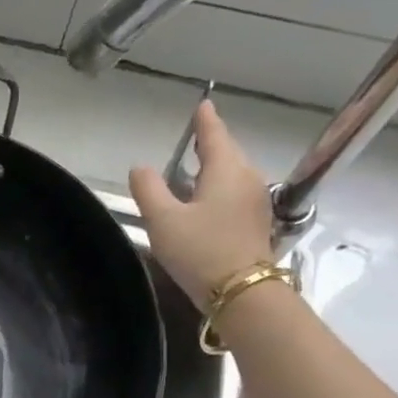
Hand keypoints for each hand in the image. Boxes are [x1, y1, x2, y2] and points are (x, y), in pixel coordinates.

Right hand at [130, 100, 276, 308]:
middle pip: (228, 153)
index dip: (206, 120)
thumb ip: (149, 190)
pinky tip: (209, 200)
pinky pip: (237, 193)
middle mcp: (247, 178)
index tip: (203, 104)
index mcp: (226, 170)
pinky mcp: (257, 223)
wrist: (240, 292)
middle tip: (196, 137)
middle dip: (212, 143)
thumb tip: (139, 168)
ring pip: (234, 173)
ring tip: (197, 168)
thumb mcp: (164, 221)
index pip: (215, 135)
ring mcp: (256, 201)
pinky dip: (222, 188)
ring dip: (217, 168)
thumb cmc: (200, 251)